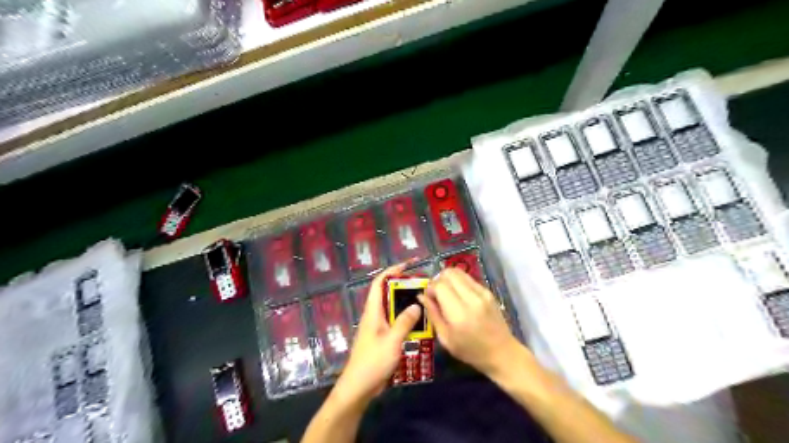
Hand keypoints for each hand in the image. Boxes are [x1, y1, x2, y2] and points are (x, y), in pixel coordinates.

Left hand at [330, 262, 422, 408]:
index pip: (378, 283)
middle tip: (422, 286)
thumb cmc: (373, 362)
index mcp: (373, 311)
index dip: (391, 271)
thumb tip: (416, 305)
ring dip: (406, 305)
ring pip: (393, 310)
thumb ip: (404, 322)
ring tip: (425, 303)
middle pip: (387, 294)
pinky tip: (420, 326)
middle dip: (403, 287)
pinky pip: (395, 323)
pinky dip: (406, 320)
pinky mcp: (382, 339)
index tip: (407, 265)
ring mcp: (378, 328)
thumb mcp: (392, 341)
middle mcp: (374, 316)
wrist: (359, 387)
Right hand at [419, 268, 522, 377]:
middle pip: (449, 273)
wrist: (502, 353)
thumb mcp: (446, 338)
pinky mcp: (488, 291)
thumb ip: (433, 314)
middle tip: (436, 293)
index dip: (430, 288)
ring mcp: (482, 292)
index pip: (440, 285)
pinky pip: (468, 278)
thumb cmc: (471, 351)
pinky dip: (459, 282)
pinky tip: (459, 296)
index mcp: (459, 313)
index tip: (428, 298)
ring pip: (459, 272)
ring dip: (448, 279)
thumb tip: (421, 296)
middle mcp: (471, 298)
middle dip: (438, 280)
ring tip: (446, 293)